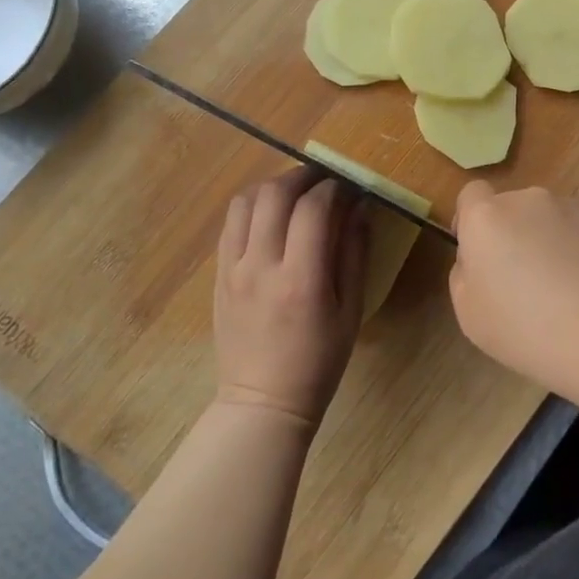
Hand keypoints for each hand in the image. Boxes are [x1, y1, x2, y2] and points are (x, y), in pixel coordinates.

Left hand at [213, 169, 366, 426]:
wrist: (262, 401)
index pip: (313, 208)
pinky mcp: (218, 274)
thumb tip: (360, 206)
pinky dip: (253, 206)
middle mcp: (261, 266)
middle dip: (302, 176)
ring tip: (295, 193)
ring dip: (273, 186)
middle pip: (274, 194)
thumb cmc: (318, 360)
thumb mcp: (351, 310)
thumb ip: (355, 253)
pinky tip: (271, 215)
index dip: (333, 188)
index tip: (348, 188)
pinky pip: (231, 223)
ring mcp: (232, 268)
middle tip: (323, 180)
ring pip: (245, 201)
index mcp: (301, 279)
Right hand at [449, 182, 578, 368]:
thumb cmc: (527, 329)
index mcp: (487, 217)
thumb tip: (477, 258)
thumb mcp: (470, 314)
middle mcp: (528, 200)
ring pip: (549, 219)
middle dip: (512, 234)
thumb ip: (464, 273)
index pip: (471, 194)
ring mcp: (572, 208)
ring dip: (548, 241)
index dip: (471, 220)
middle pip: (512, 208)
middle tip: (522, 281)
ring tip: (564, 290)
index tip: (481, 255)